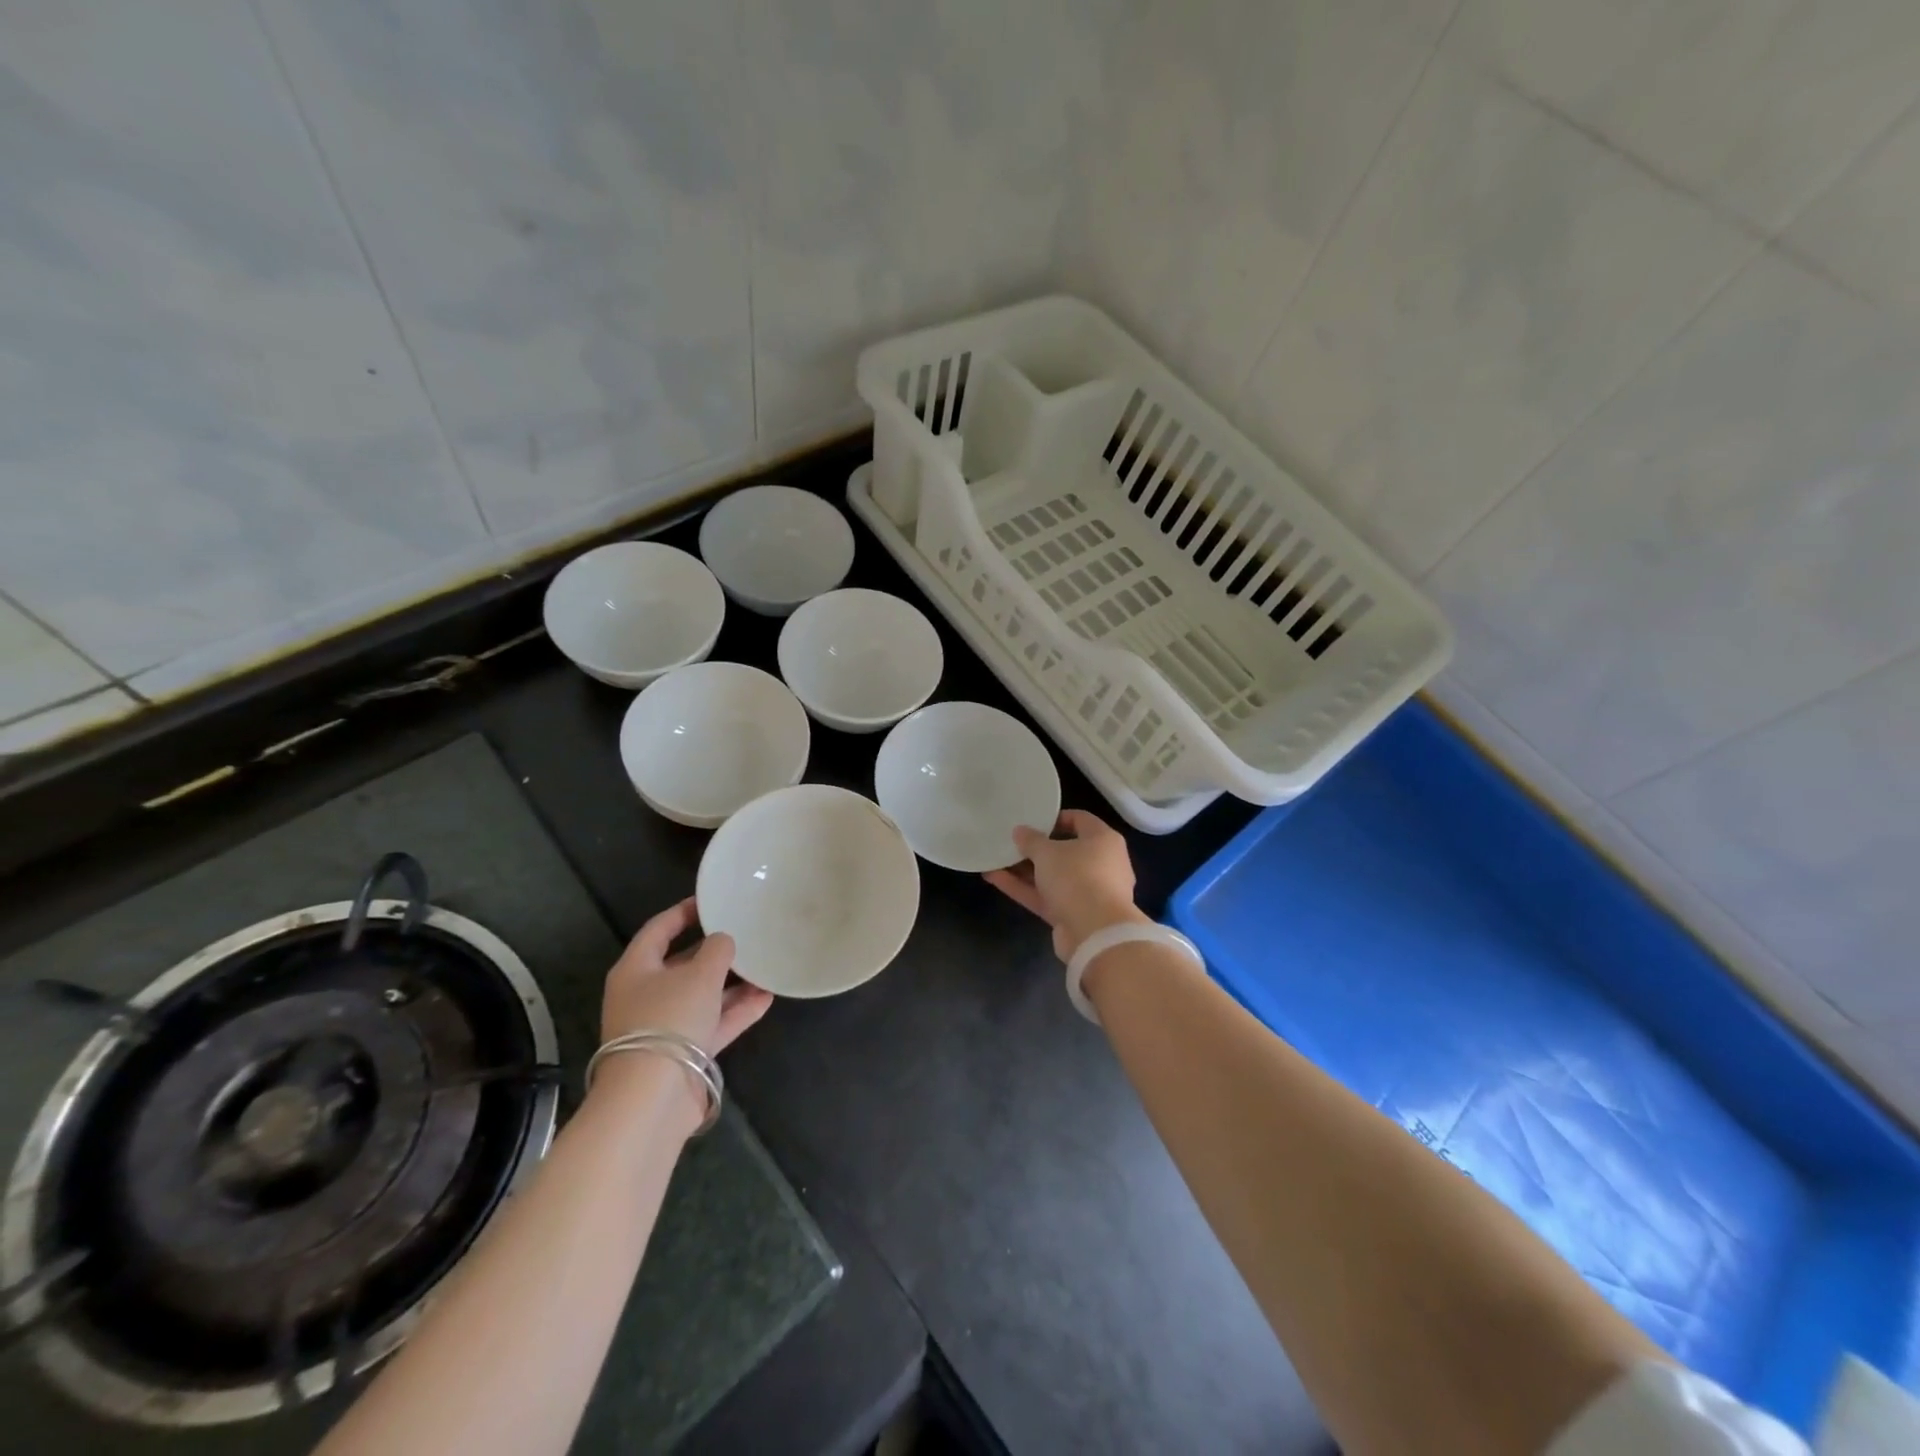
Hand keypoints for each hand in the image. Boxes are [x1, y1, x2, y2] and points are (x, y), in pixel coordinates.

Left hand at [600, 897, 772, 1054]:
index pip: (660, 928)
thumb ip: (717, 950)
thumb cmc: (669, 1019)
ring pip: (702, 995)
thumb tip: (723, 941)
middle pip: (682, 963)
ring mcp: (665, 1026)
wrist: (653, 1097)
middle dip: (714, 951)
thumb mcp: (699, 974)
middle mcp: (646, 995)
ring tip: (764, 966)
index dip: (685, 911)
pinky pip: (713, 1023)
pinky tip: (766, 998)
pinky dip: (737, 1011)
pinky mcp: (683, 1052)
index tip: (713, 900)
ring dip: (732, 983)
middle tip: (745, 933)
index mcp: (636, 969)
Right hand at [984, 809, 1145, 961]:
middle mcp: (1100, 864)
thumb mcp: (1048, 852)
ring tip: (995, 859)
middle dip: (1036, 847)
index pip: (1080, 820)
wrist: (1095, 934)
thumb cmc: (1077, 877)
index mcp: (1103, 840)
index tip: (1031, 819)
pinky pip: (1046, 896)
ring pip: (1052, 876)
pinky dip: (1023, 888)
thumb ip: (1031, 840)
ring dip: (1024, 869)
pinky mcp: (1072, 914)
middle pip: (1065, 850)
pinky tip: (994, 878)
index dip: (1055, 818)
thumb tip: (1020, 831)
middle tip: (1011, 841)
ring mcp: (1087, 892)